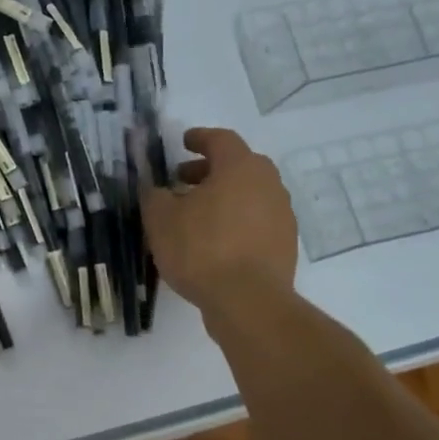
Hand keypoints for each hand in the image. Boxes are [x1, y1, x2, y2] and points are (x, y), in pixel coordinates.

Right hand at [140, 127, 297, 312]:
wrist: (248, 301)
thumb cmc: (200, 249)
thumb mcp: (160, 219)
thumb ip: (154, 195)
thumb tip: (154, 188)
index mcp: (240, 167)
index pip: (221, 140)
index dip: (199, 138)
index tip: (183, 142)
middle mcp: (268, 184)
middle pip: (238, 165)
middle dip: (209, 169)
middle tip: (183, 180)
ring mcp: (281, 214)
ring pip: (249, 193)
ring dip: (223, 196)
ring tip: (195, 214)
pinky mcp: (285, 243)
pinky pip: (256, 219)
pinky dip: (235, 220)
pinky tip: (214, 240)